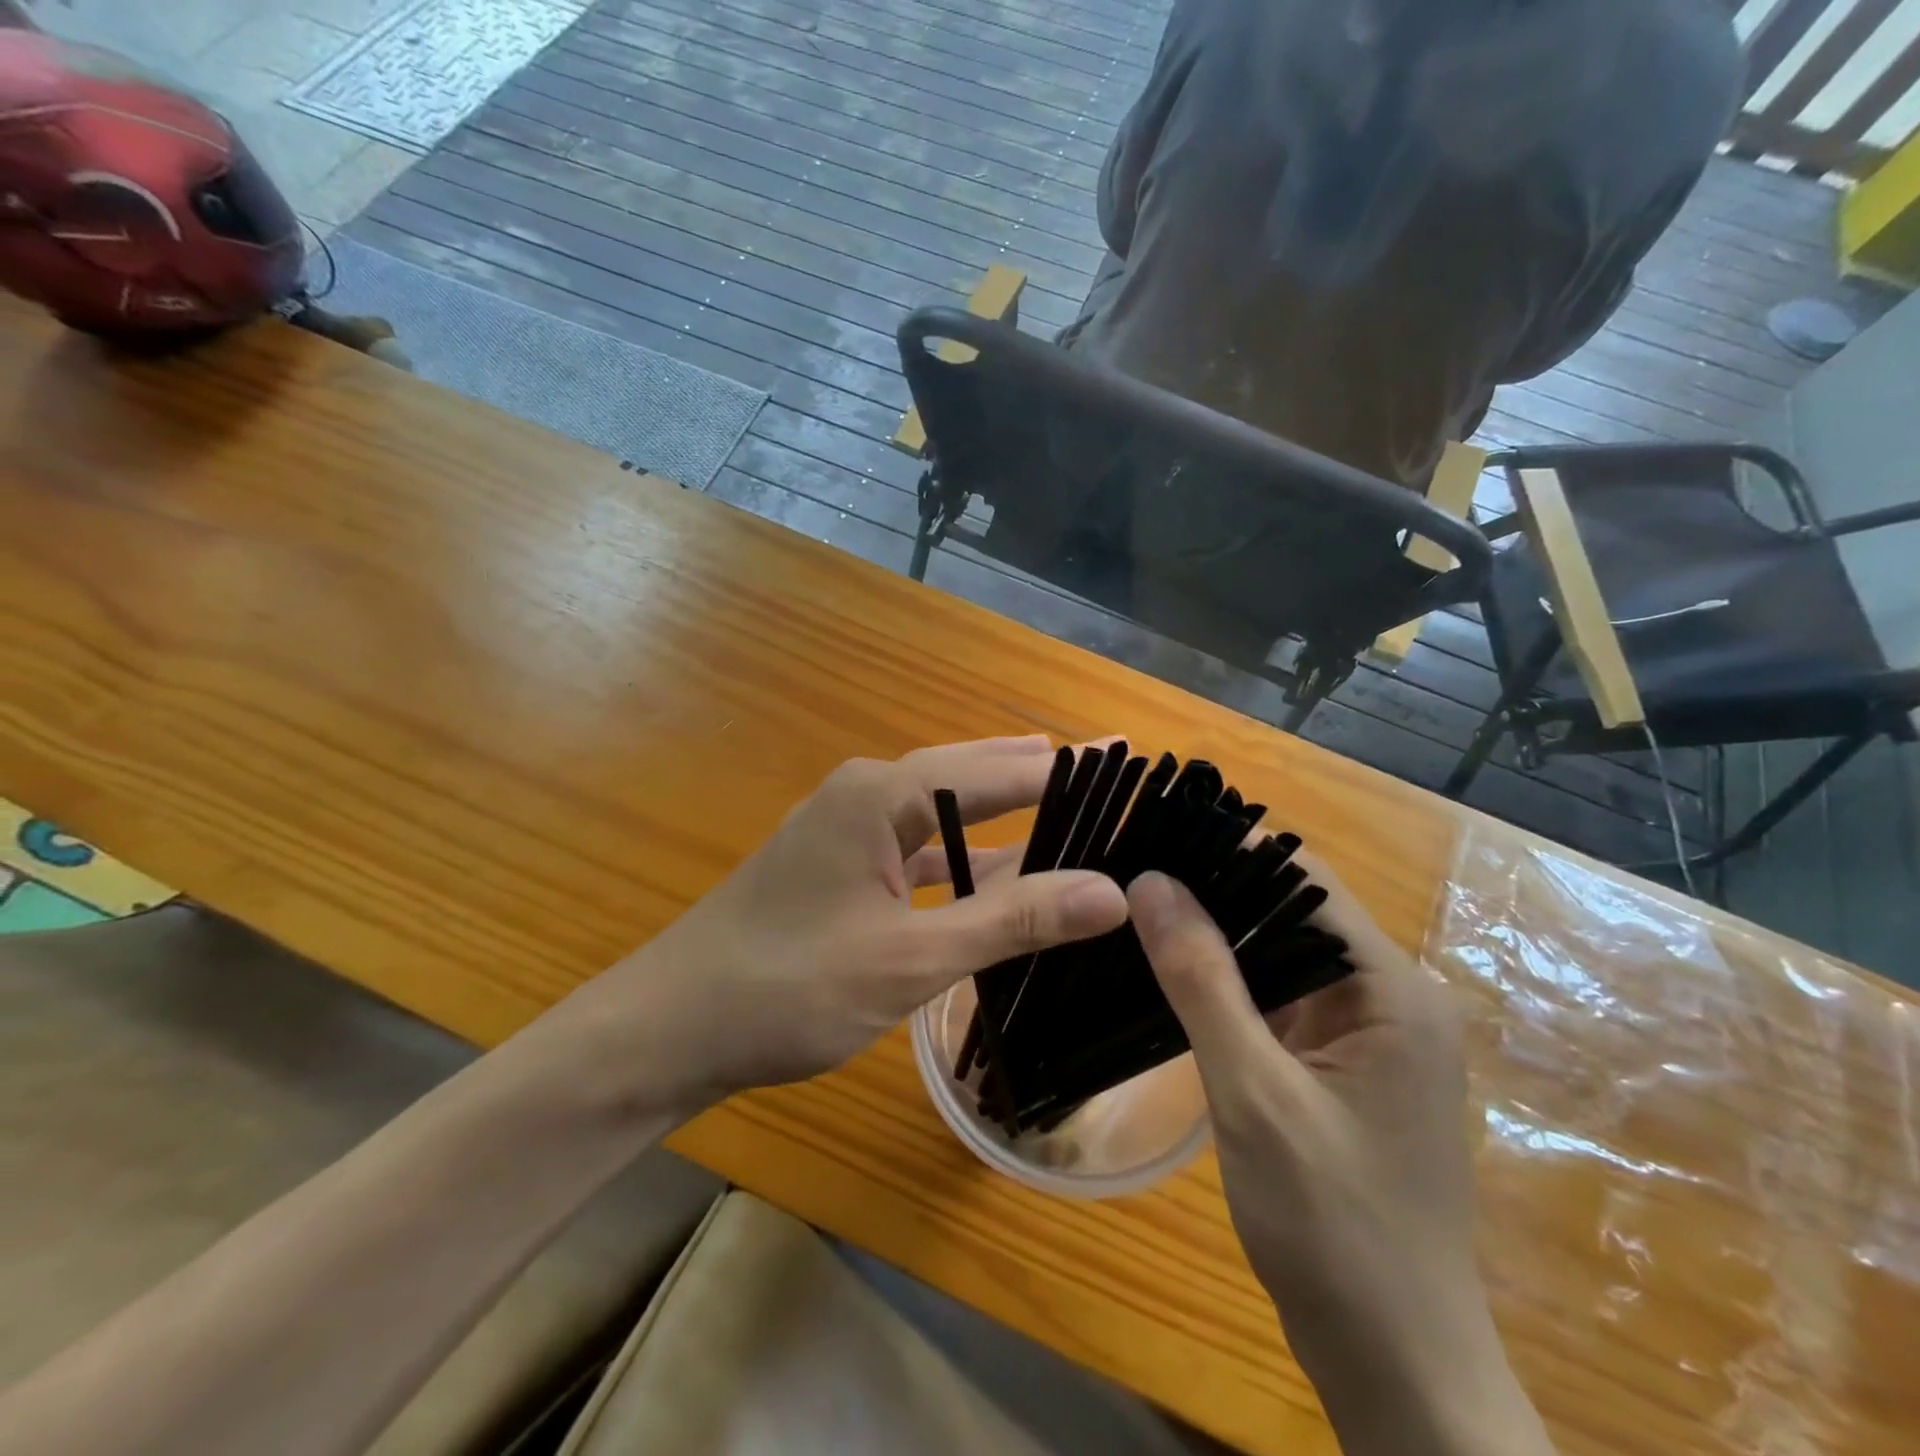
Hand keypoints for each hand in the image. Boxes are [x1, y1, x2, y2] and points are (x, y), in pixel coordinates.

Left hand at [579, 737, 1129, 1106]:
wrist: (671, 1027)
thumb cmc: (788, 987)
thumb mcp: (912, 956)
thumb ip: (1012, 919)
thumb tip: (1112, 891)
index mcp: (884, 794)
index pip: (999, 770)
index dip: (1067, 770)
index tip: (1129, 762)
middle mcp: (867, 794)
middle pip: (972, 774)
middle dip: (1039, 774)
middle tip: (1111, 771)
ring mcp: (848, 830)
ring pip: (946, 814)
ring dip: (1004, 816)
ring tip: (1070, 805)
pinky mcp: (839, 866)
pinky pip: (920, 849)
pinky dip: (965, 859)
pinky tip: (1001, 874)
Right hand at [1128, 864, 1552, 1455]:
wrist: (1398, 1369)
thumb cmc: (1335, 1229)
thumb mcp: (1254, 1095)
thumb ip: (1202, 982)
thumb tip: (1152, 881)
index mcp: (1394, 990)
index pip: (1305, 879)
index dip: (1229, 849)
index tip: (1153, 833)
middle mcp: (1390, 996)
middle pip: (1292, 911)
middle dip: (1213, 889)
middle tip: (1126, 871)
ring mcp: (1367, 1034)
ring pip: (1281, 955)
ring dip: (1215, 936)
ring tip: (1133, 908)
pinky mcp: (1342, 1065)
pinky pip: (1279, 1000)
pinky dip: (1228, 985)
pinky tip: (1168, 974)